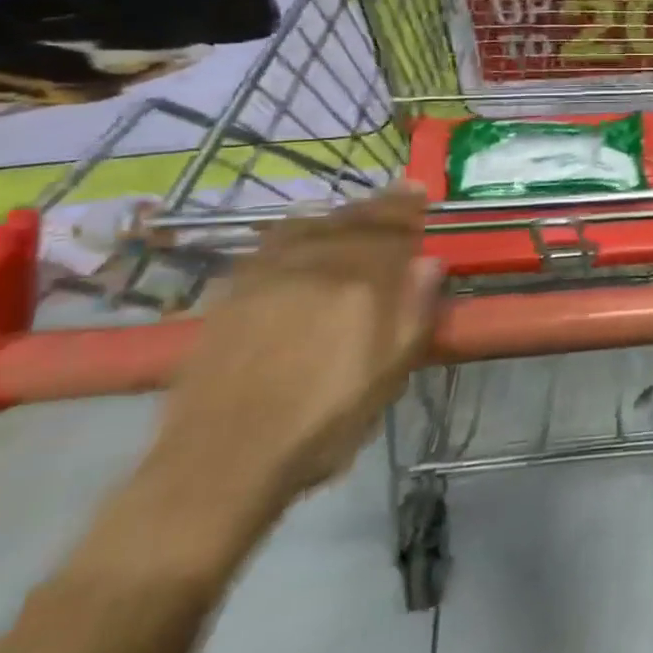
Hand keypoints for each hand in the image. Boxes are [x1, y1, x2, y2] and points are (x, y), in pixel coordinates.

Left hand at [152, 186, 443, 518]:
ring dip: (340, 215)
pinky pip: (273, 242)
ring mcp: (267, 275)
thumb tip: (430, 263)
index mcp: (360, 285)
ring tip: (356, 214)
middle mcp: (314, 266)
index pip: (391, 231)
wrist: (222, 460)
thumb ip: (414, 313)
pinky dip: (299, 229)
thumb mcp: (388, 375)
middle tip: (399, 194)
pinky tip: (303, 235)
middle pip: (352, 221)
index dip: (407, 210)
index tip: (419, 191)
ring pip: (312, 225)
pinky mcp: (232, 291)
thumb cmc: (322, 423)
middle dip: (379, 206)